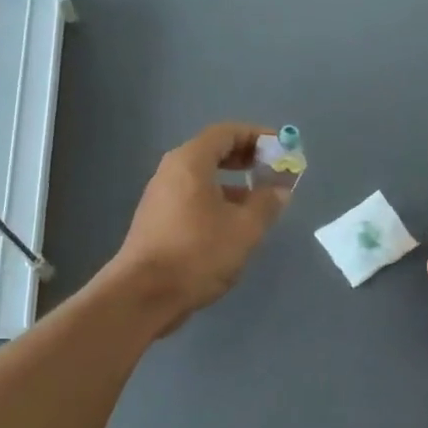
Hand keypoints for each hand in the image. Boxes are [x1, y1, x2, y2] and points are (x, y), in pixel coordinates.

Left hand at [109, 123, 288, 330]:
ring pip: (203, 178)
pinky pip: (193, 198)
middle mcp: (171, 172)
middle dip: (247, 159)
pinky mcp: (158, 221)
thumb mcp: (245, 229)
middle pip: (213, 152)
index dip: (258, 136)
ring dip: (234, 183)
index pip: (227, 132)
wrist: (144, 294)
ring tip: (260, 201)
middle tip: (273, 172)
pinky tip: (234, 225)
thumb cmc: (198, 253)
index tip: (283, 149)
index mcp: (190, 162)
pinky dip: (217, 200)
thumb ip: (267, 203)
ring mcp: (161, 197)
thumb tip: (279, 190)